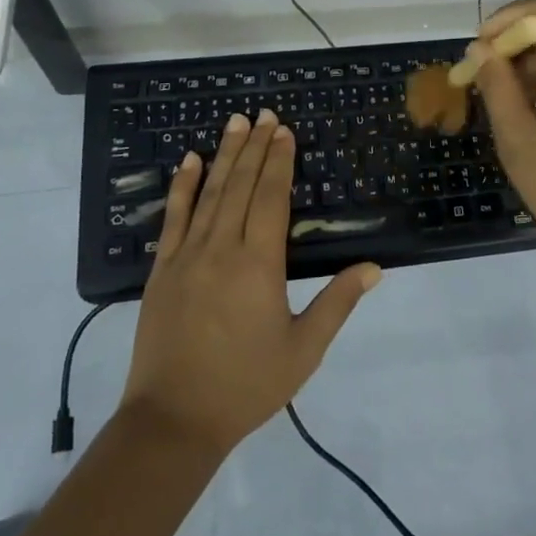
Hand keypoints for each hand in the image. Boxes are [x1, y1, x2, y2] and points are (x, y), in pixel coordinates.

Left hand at [122, 109, 380, 455]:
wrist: (173, 421)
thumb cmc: (245, 386)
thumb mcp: (303, 350)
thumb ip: (338, 303)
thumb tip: (373, 267)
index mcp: (259, 265)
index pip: (272, 198)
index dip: (280, 161)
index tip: (284, 131)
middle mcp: (222, 249)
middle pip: (242, 186)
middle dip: (256, 147)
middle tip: (264, 114)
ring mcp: (187, 256)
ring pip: (210, 193)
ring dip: (225, 155)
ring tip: (235, 122)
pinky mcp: (161, 270)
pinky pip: (174, 218)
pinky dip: (183, 186)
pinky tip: (190, 161)